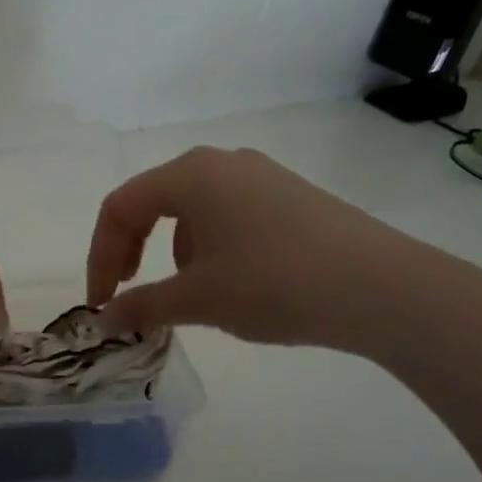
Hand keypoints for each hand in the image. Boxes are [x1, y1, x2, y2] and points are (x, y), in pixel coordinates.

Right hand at [87, 146, 479, 355]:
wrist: (382, 289)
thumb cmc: (273, 284)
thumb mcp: (196, 300)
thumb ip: (141, 306)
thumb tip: (104, 319)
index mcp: (191, 174)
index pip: (120, 207)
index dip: (99, 256)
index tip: (102, 302)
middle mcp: (222, 163)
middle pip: (152, 202)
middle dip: (130, 250)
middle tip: (128, 294)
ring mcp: (261, 176)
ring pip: (191, 210)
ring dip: (169, 252)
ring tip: (185, 295)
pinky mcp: (290, 197)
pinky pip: (227, 216)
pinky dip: (207, 248)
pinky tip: (229, 283)